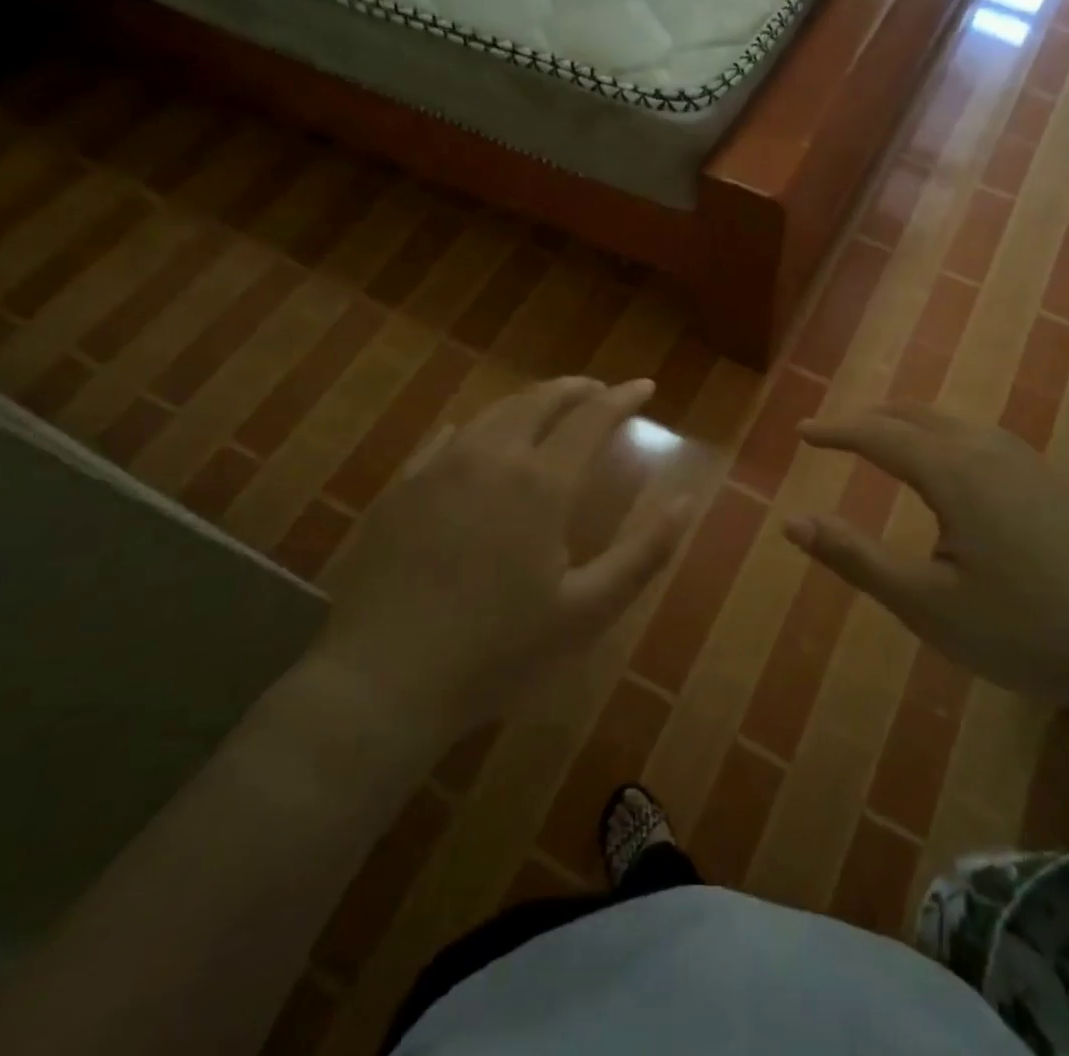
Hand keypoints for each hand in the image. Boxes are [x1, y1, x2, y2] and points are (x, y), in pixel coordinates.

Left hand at [310, 377, 690, 737]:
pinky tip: (476, 436)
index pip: (591, 418)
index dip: (623, 398)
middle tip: (599, 390)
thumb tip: (687, 501)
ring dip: (529, 402)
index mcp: (541, 483)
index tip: (645, 386)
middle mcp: (490, 458)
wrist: (381, 681)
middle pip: (539, 401)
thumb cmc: (497, 651)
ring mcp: (439, 468)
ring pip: (493, 412)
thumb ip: (643, 554)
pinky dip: (476, 427)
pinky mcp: (401, 488)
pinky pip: (446, 438)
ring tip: (548, 408)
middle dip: (576, 388)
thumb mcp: (586, 611)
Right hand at [787, 404, 1068, 720]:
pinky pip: (982, 439)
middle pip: (916, 414)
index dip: (836, 431)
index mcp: (953, 471)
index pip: (878, 435)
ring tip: (884, 443)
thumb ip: (855, 557)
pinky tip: (953, 471)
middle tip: (836, 433)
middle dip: (870, 419)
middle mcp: (989, 450)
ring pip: (953, 422)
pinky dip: (944, 437)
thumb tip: (791, 521)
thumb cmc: (1027, 629)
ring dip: (909, 424)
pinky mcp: (1055, 483)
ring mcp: (1029, 463)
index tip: (802, 432)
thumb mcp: (927, 604)